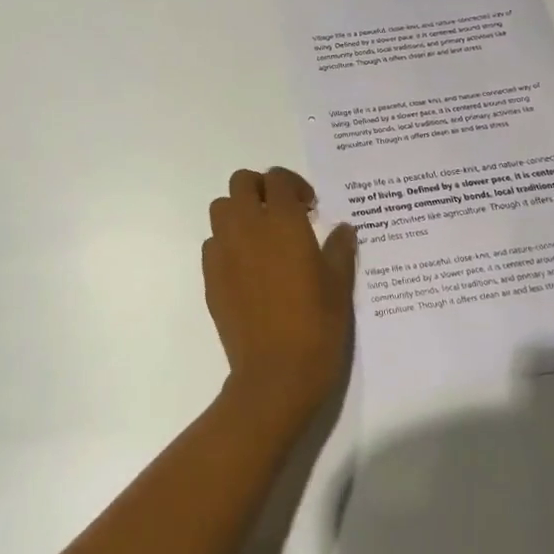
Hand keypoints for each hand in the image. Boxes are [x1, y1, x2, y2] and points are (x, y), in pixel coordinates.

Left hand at [203, 167, 355, 421]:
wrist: (275, 375)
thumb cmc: (317, 327)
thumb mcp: (339, 287)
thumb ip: (340, 250)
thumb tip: (343, 229)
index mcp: (283, 222)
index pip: (277, 178)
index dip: (293, 185)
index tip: (309, 208)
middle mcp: (248, 227)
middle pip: (241, 182)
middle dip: (260, 189)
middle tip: (282, 213)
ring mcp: (224, 251)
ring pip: (221, 208)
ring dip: (239, 212)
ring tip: (262, 237)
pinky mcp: (210, 277)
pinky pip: (212, 243)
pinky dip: (227, 243)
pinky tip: (248, 268)